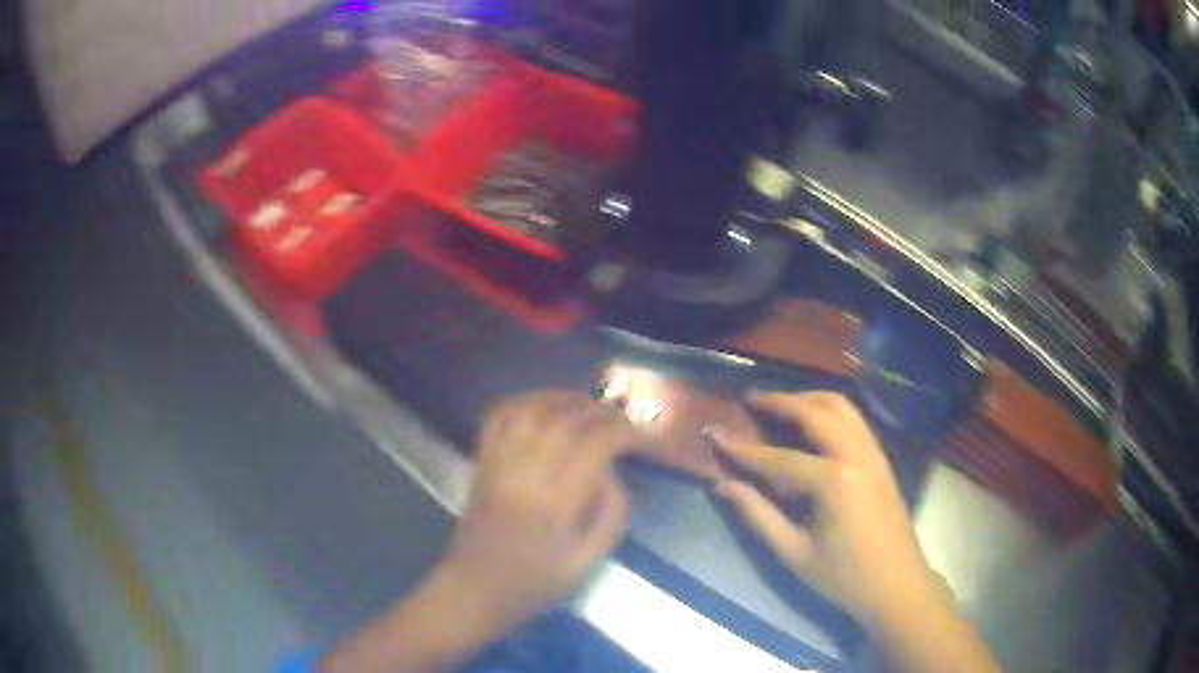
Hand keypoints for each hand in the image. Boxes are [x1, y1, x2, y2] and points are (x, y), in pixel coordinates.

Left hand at [324, 391, 639, 672]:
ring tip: (587, 404)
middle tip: (620, 418)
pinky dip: (523, 400)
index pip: (593, 446)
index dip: (623, 432)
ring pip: (530, 409)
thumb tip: (613, 472)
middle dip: (599, 411)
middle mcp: (524, 474)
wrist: (475, 588)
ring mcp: (498, 463)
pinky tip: (543, 405)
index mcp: (554, 503)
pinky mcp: (481, 461)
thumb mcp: (587, 561)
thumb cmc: (535, 582)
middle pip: (563, 420)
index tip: (641, 436)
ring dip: (563, 397)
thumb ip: (611, 515)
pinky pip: (498, 416)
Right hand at [708, 391, 937, 625]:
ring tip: (780, 404)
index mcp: (833, 482)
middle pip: (815, 412)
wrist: (897, 584)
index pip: (778, 457)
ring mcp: (874, 452)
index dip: (742, 448)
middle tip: (750, 399)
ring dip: (808, 399)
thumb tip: (722, 485)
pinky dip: (830, 410)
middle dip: (780, 402)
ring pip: (841, 406)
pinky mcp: (882, 458)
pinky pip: (855, 419)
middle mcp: (856, 454)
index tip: (713, 432)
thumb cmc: (843, 577)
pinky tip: (814, 423)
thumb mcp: (794, 553)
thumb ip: (757, 515)